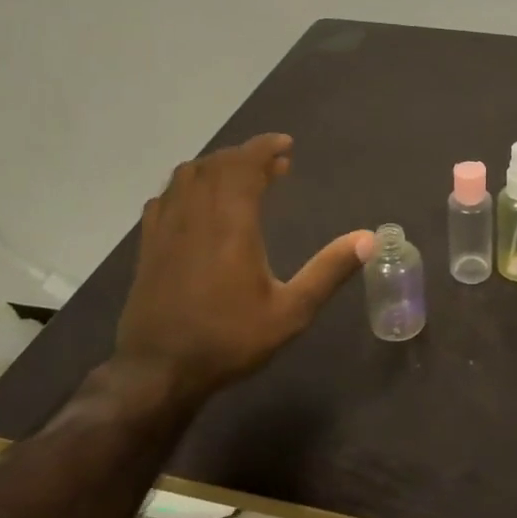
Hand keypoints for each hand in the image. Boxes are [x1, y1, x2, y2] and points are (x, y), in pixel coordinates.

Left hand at [113, 133, 371, 404]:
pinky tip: (199, 204)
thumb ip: (329, 271)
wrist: (158, 372)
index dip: (265, 148)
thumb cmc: (229, 340)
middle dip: (246, 156)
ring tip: (241, 179)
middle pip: (217, 164)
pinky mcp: (148, 245)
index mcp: (231, 223)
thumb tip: (368, 238)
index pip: (245, 165)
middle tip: (275, 165)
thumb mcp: (291, 311)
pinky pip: (165, 197)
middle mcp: (195, 215)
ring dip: (216, 166)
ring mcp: (166, 228)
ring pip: (187, 176)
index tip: (286, 145)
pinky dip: (187, 186)